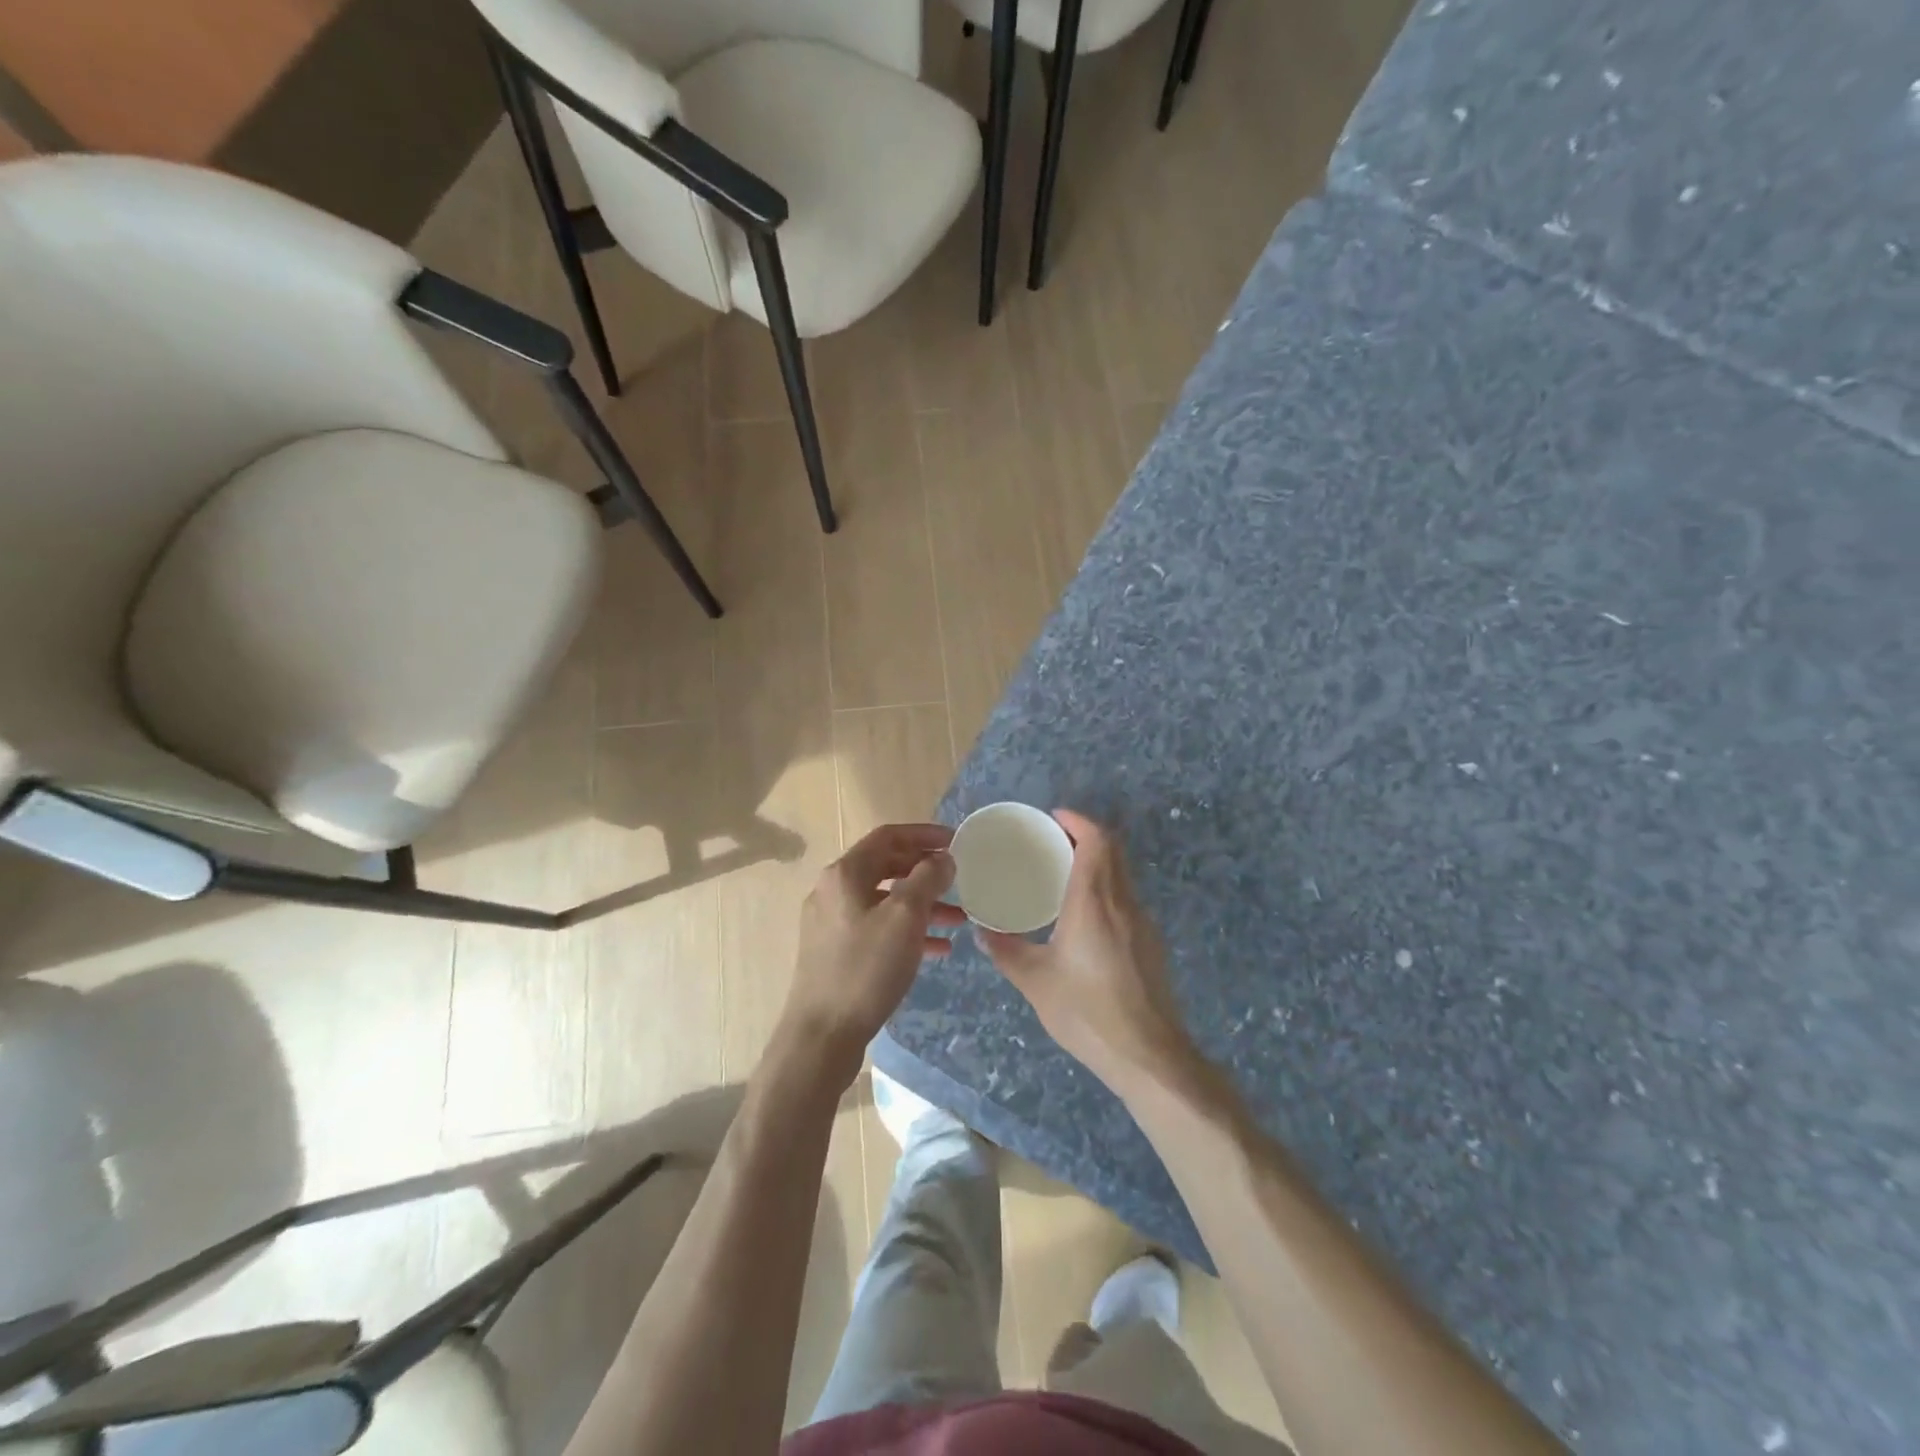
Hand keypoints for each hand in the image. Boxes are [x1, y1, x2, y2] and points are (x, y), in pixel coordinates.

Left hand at [778, 823, 961, 1086]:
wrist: (821, 1035)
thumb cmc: (865, 969)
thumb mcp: (904, 918)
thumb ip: (927, 879)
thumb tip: (942, 858)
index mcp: (845, 874)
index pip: (888, 836)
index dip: (924, 834)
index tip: (956, 841)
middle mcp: (834, 891)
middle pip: (886, 866)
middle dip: (926, 871)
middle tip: (959, 878)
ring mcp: (832, 923)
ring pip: (885, 900)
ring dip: (922, 904)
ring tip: (960, 918)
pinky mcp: (836, 952)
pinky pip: (878, 928)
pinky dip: (907, 931)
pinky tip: (938, 948)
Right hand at [978, 810, 1198, 1095]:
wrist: (1149, 1056)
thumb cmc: (1087, 1013)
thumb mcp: (1036, 981)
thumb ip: (1006, 951)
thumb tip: (982, 931)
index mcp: (1094, 902)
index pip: (1096, 841)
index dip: (1078, 821)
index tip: (1054, 817)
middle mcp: (1123, 903)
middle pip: (1113, 851)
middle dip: (1086, 835)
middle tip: (1053, 840)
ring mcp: (1143, 923)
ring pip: (1122, 874)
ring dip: (1098, 861)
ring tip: (1064, 871)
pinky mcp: (1151, 944)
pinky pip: (1127, 897)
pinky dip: (1106, 886)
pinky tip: (1084, 913)